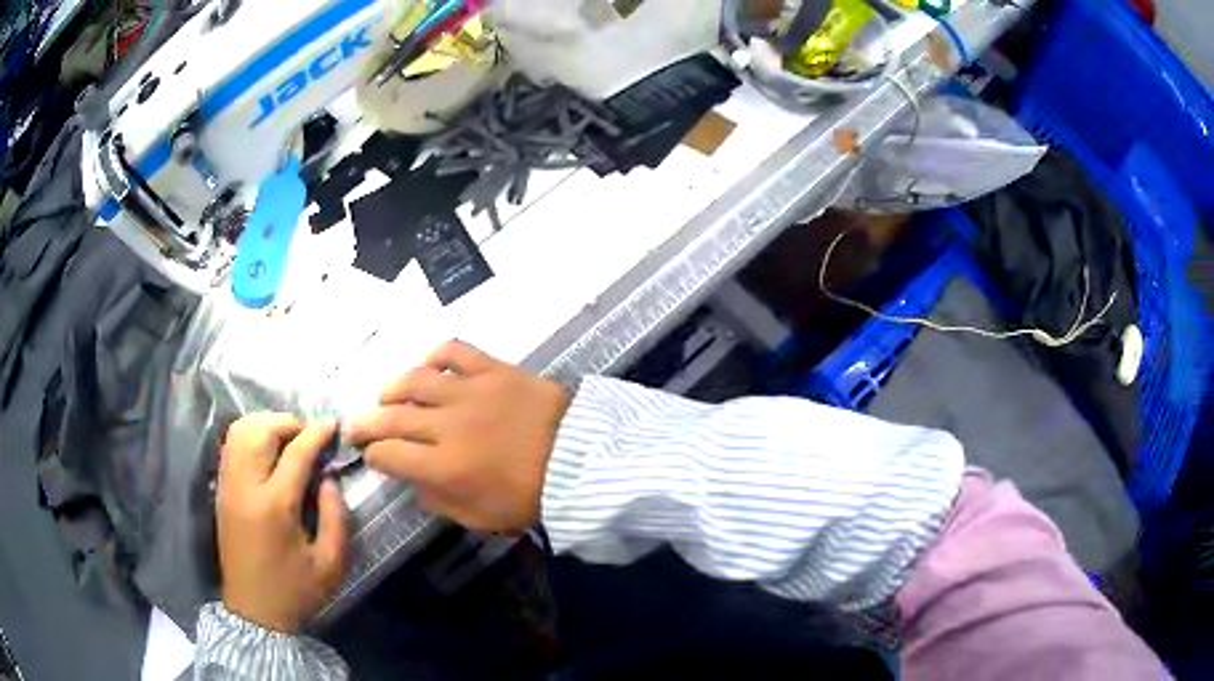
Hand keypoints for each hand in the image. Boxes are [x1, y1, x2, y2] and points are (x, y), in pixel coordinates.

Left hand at [216, 414, 347, 633]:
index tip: (333, 423)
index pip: (295, 452)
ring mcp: (228, 486)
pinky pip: (231, 446)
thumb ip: (335, 518)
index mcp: (275, 506)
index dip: (317, 433)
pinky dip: (249, 436)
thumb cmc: (295, 591)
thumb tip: (329, 479)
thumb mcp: (330, 564)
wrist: (254, 612)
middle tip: (309, 435)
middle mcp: (245, 487)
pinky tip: (267, 451)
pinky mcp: (221, 491)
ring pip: (240, 432)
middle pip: (260, 430)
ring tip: (288, 439)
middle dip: (287, 423)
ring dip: (266, 425)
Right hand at [349, 341, 571, 533]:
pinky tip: (430, 368)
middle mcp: (446, 426)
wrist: (581, 461)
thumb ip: (439, 501)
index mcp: (444, 468)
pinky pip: (453, 351)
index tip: (374, 456)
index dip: (374, 456)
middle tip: (359, 425)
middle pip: (390, 417)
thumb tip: (415, 480)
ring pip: (413, 380)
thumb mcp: (481, 517)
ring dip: (392, 389)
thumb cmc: (531, 497)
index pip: (388, 455)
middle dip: (367, 423)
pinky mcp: (492, 369)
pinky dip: (436, 356)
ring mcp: (468, 392)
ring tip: (387, 397)